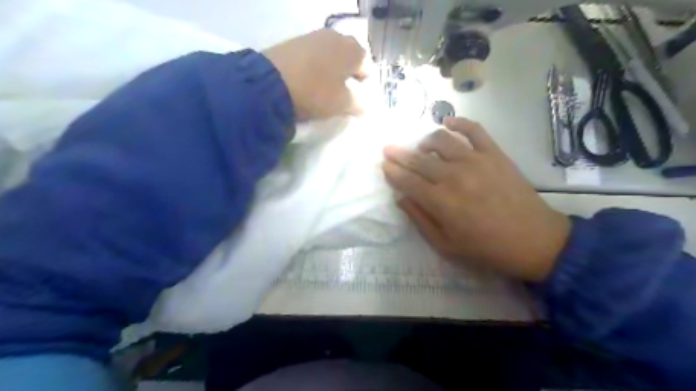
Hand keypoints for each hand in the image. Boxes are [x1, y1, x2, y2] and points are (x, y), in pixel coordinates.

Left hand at [262, 30, 369, 120]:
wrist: (271, 83)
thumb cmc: (316, 93)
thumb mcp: (342, 103)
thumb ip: (358, 103)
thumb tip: (364, 104)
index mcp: (352, 50)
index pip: (366, 65)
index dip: (364, 83)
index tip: (358, 98)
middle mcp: (335, 37)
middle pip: (348, 58)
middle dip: (348, 74)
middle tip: (343, 93)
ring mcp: (313, 37)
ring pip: (330, 56)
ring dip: (331, 70)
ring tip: (324, 89)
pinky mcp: (294, 43)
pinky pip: (313, 56)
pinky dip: (315, 68)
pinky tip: (308, 81)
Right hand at [380, 117, 569, 282]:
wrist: (533, 240)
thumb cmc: (485, 248)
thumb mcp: (445, 245)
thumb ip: (419, 220)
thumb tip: (401, 198)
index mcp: (440, 201)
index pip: (407, 180)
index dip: (393, 172)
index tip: (384, 165)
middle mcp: (453, 175)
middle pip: (419, 159)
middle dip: (400, 154)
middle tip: (389, 150)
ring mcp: (475, 160)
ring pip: (441, 140)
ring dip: (425, 141)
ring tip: (422, 148)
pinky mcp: (494, 154)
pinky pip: (474, 130)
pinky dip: (459, 122)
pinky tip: (448, 123)